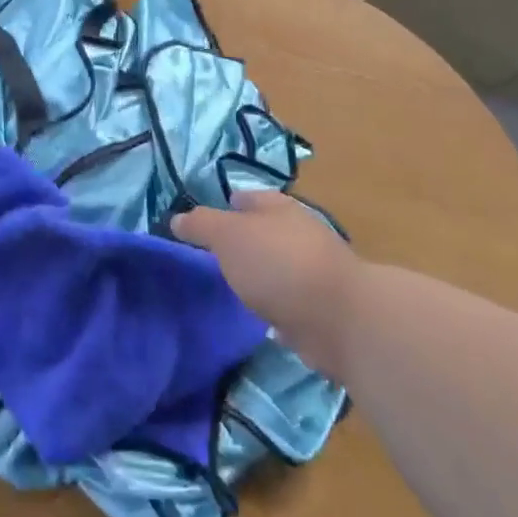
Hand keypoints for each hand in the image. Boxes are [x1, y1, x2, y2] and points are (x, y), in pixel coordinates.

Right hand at [173, 191, 362, 380]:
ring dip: (260, 274)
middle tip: (214, 255)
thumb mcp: (228, 236)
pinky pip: (290, 301)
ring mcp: (314, 272)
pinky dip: (276, 305)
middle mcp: (300, 233)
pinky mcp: (322, 308)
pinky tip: (260, 317)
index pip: (249, 197)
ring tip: (233, 286)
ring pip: (278, 266)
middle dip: (244, 240)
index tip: (205, 221)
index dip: (227, 205)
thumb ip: (202, 225)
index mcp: (279, 208)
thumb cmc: (278, 264)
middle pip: (266, 231)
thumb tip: (177, 219)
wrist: (339, 319)